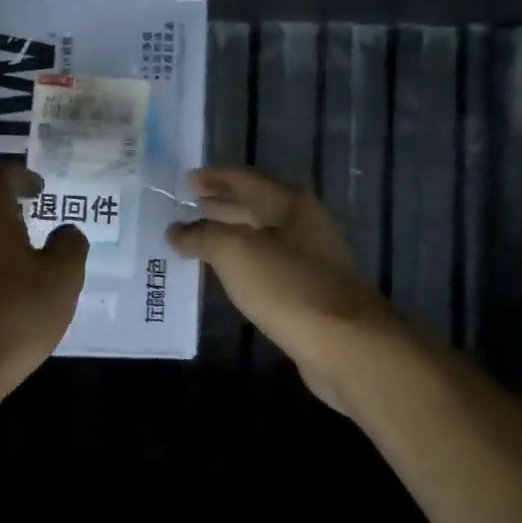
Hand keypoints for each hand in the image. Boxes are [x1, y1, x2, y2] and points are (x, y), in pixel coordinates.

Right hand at [167, 167, 403, 411]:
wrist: (344, 345)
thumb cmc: (288, 287)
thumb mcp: (236, 252)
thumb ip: (203, 236)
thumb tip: (176, 231)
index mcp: (290, 204)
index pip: (245, 179)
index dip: (214, 178)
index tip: (186, 180)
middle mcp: (303, 225)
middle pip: (255, 206)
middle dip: (221, 205)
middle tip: (186, 207)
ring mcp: (309, 259)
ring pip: (260, 237)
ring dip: (229, 234)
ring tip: (197, 238)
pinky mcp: (308, 291)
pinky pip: (266, 265)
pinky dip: (241, 263)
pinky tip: (225, 273)